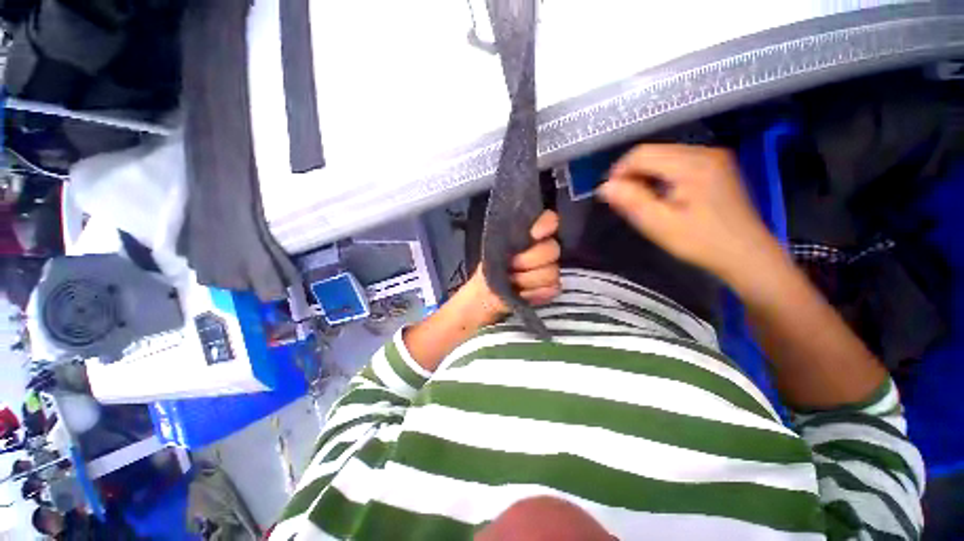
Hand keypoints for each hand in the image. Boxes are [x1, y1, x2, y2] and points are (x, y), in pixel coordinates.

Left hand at [464, 210, 561, 325]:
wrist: (487, 292)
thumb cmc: (491, 264)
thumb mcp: (494, 246)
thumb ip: (509, 234)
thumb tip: (517, 227)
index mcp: (532, 234)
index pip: (549, 220)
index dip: (545, 225)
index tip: (534, 234)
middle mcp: (545, 249)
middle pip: (552, 249)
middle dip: (528, 260)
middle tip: (511, 266)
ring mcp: (550, 269)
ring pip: (551, 272)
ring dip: (527, 279)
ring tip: (512, 282)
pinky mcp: (551, 288)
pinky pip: (552, 289)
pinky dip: (534, 293)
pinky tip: (522, 293)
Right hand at [598, 144, 779, 284]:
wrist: (746, 254)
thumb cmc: (701, 242)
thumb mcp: (659, 225)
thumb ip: (631, 202)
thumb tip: (604, 186)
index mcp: (691, 164)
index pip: (641, 153)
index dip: (619, 172)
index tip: (611, 195)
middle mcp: (703, 152)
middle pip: (653, 151)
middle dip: (632, 173)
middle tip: (625, 201)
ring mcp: (713, 157)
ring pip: (663, 155)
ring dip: (645, 175)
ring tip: (641, 200)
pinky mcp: (716, 166)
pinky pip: (677, 161)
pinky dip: (661, 176)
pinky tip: (661, 195)